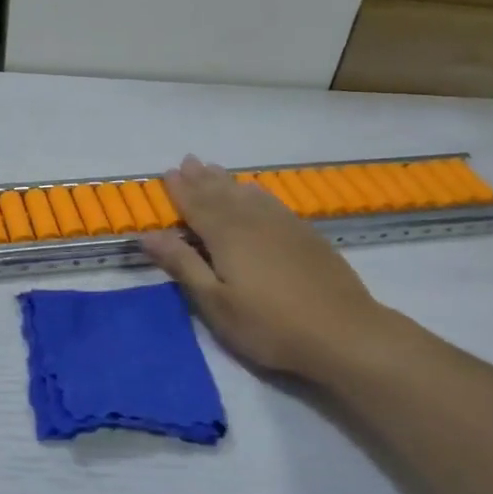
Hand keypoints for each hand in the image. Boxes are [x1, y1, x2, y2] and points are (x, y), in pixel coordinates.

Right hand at [141, 156, 394, 383]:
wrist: (344, 333)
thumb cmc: (269, 324)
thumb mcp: (215, 302)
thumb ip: (183, 265)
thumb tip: (149, 234)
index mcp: (226, 236)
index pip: (196, 205)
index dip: (180, 190)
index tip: (167, 172)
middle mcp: (252, 221)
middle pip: (221, 194)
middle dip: (201, 178)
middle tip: (188, 160)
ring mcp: (282, 226)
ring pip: (247, 194)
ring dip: (227, 181)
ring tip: (214, 168)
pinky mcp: (305, 235)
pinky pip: (272, 202)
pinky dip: (257, 192)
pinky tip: (256, 191)